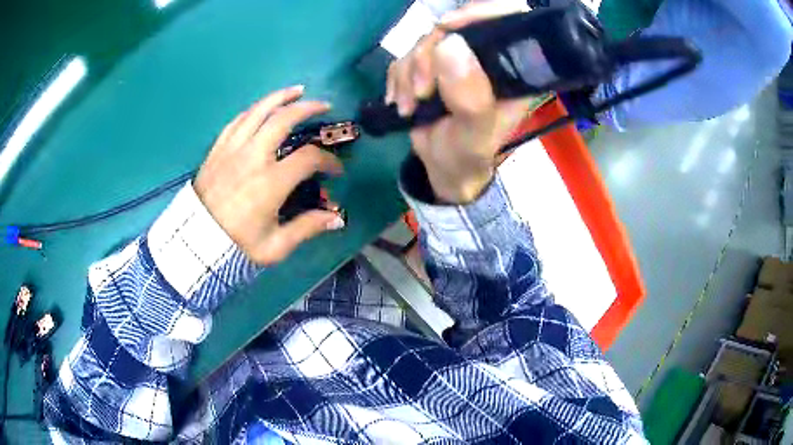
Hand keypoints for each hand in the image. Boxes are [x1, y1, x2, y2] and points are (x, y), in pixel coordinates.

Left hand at [194, 86, 344, 265]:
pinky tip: (262, 108)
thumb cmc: (236, 246)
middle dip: (308, 108)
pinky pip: (237, 121)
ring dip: (280, 97)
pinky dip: (253, 110)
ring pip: (258, 111)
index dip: (329, 161)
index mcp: (270, 182)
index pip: (308, 158)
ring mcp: (232, 149)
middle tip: (323, 106)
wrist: (196, 243)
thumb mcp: (275, 246)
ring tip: (297, 91)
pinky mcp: (218, 149)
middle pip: (283, 119)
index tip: (336, 170)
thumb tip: (337, 218)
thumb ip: (307, 228)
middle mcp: (253, 157)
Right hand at [386, 0, 530, 202]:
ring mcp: (458, 58)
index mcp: (514, 70)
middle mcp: (488, 57)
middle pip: (457, 26)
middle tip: (423, 91)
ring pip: (426, 40)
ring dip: (410, 72)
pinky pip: (406, 54)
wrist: (443, 167)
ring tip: (411, 107)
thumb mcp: (475, 136)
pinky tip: (404, 103)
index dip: (482, 12)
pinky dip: (399, 78)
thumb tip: (450, 45)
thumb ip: (470, 98)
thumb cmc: (469, 156)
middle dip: (430, 55)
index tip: (449, 27)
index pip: (510, 20)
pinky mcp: (432, 63)